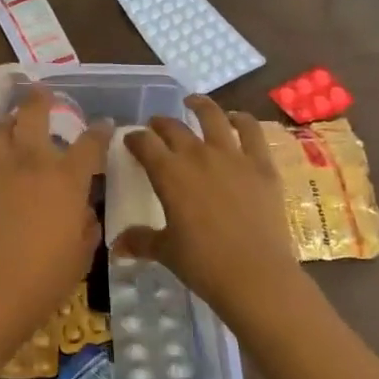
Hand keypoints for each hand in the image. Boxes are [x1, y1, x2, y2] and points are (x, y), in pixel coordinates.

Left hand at [0, 87, 108, 350]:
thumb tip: (82, 210)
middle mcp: (32, 164)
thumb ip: (85, 223)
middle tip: (42, 92)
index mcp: (66, 179)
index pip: (89, 143)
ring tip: (16, 121)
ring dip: (11, 120)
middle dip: (40, 99)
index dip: (100, 131)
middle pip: (33, 114)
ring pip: (2, 129)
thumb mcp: (81, 252)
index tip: (104, 124)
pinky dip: (0, 153)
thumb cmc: (45, 277)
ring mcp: (0, 172)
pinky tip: (4, 166)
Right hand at [121, 96, 299, 322]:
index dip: (134, 138)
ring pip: (212, 116)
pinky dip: (242, 120)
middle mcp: (197, 155)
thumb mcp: (166, 252)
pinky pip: (251, 131)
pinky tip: (236, 118)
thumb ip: (140, 241)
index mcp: (169, 173)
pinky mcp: (262, 164)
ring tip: (193, 102)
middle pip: (173, 127)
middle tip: (156, 127)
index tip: (131, 140)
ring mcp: (232, 156)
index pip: (144, 143)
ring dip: (200, 106)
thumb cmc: (204, 265)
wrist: (257, 276)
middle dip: (160, 124)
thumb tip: (116, 245)